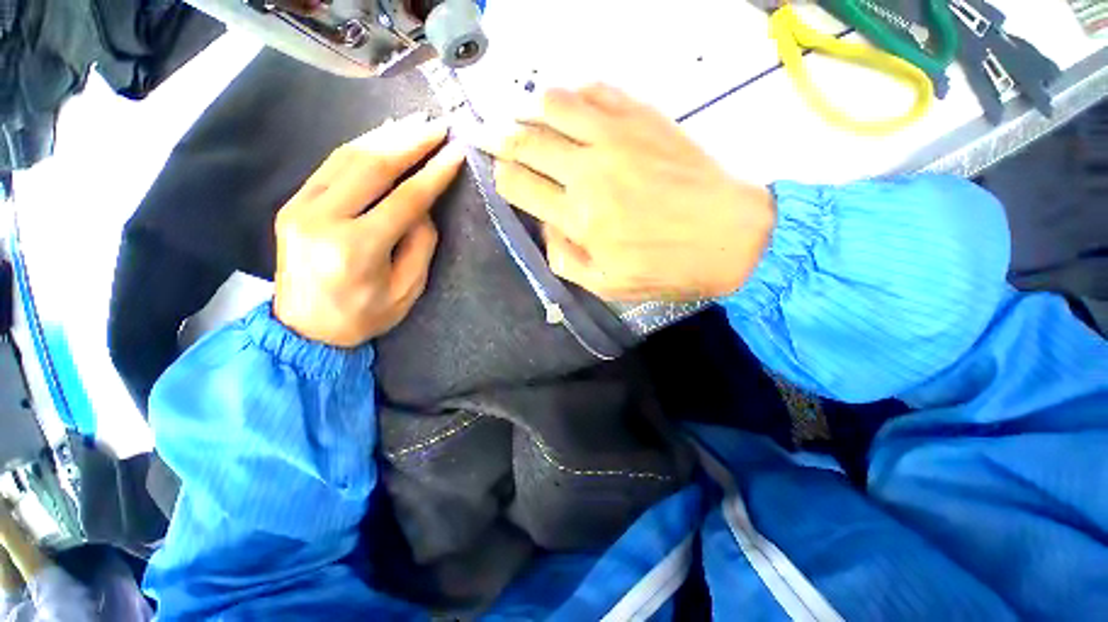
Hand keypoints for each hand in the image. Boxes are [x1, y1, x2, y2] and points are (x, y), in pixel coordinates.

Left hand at [273, 113, 465, 347]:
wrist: (305, 330)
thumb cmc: (365, 316)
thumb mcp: (407, 289)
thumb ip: (419, 244)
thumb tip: (423, 206)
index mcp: (357, 248)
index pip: (405, 199)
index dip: (434, 174)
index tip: (456, 152)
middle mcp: (323, 219)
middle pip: (372, 167)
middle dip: (410, 142)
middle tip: (437, 126)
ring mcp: (300, 206)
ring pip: (347, 157)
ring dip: (385, 136)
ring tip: (414, 123)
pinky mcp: (293, 203)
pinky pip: (330, 165)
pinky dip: (360, 146)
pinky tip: (381, 136)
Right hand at [479, 84, 774, 300]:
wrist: (730, 236)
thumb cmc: (666, 268)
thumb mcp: (606, 285)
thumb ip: (564, 258)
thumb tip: (546, 225)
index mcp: (578, 217)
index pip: (518, 184)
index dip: (500, 176)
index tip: (498, 173)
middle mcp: (588, 170)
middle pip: (525, 140)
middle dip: (498, 137)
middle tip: (487, 134)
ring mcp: (616, 136)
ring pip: (552, 104)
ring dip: (529, 109)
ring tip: (525, 119)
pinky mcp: (642, 117)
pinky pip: (595, 90)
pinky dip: (573, 95)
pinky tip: (571, 108)